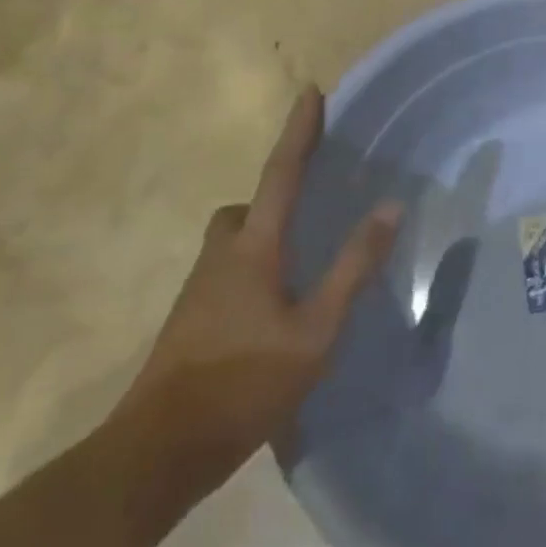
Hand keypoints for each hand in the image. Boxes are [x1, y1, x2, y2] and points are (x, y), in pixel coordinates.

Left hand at [112, 88, 401, 495]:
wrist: (155, 455)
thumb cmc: (243, 384)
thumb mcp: (315, 330)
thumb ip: (354, 267)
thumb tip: (391, 205)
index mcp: (253, 248)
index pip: (281, 173)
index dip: (298, 131)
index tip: (310, 91)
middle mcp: (221, 257)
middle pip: (245, 207)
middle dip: (273, 195)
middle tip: (310, 208)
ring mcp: (198, 291)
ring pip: (232, 241)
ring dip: (261, 236)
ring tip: (300, 263)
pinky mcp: (189, 322)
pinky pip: (225, 272)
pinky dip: (251, 269)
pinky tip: (272, 309)